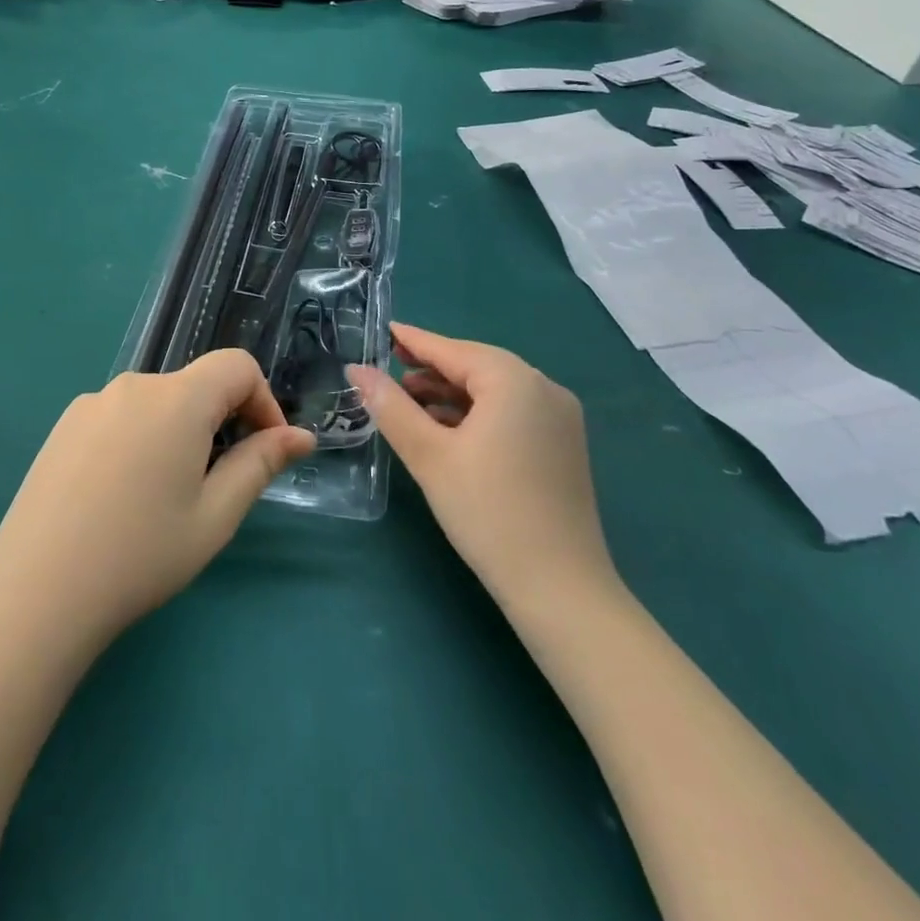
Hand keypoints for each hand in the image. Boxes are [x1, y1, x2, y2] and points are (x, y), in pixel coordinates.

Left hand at [0, 353, 314, 650]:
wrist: (37, 591)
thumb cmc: (141, 554)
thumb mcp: (215, 515)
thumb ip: (260, 464)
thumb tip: (301, 436)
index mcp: (177, 398)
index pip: (237, 365)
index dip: (263, 400)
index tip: (264, 449)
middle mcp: (133, 385)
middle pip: (195, 385)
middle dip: (220, 422)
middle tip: (215, 487)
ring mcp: (91, 403)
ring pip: (156, 404)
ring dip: (178, 433)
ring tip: (164, 498)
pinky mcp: (64, 426)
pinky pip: (120, 417)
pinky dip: (140, 440)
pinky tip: (121, 496)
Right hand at [347, 323, 615, 609]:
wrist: (560, 589)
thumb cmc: (488, 512)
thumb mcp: (429, 455)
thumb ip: (390, 406)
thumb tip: (357, 369)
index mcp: (514, 381)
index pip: (452, 349)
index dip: (413, 341)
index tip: (382, 331)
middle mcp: (544, 388)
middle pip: (476, 366)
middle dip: (431, 368)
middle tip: (388, 370)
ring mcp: (560, 418)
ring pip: (494, 390)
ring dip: (451, 393)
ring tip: (409, 403)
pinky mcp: (562, 446)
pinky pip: (511, 412)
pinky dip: (476, 414)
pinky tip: (447, 431)